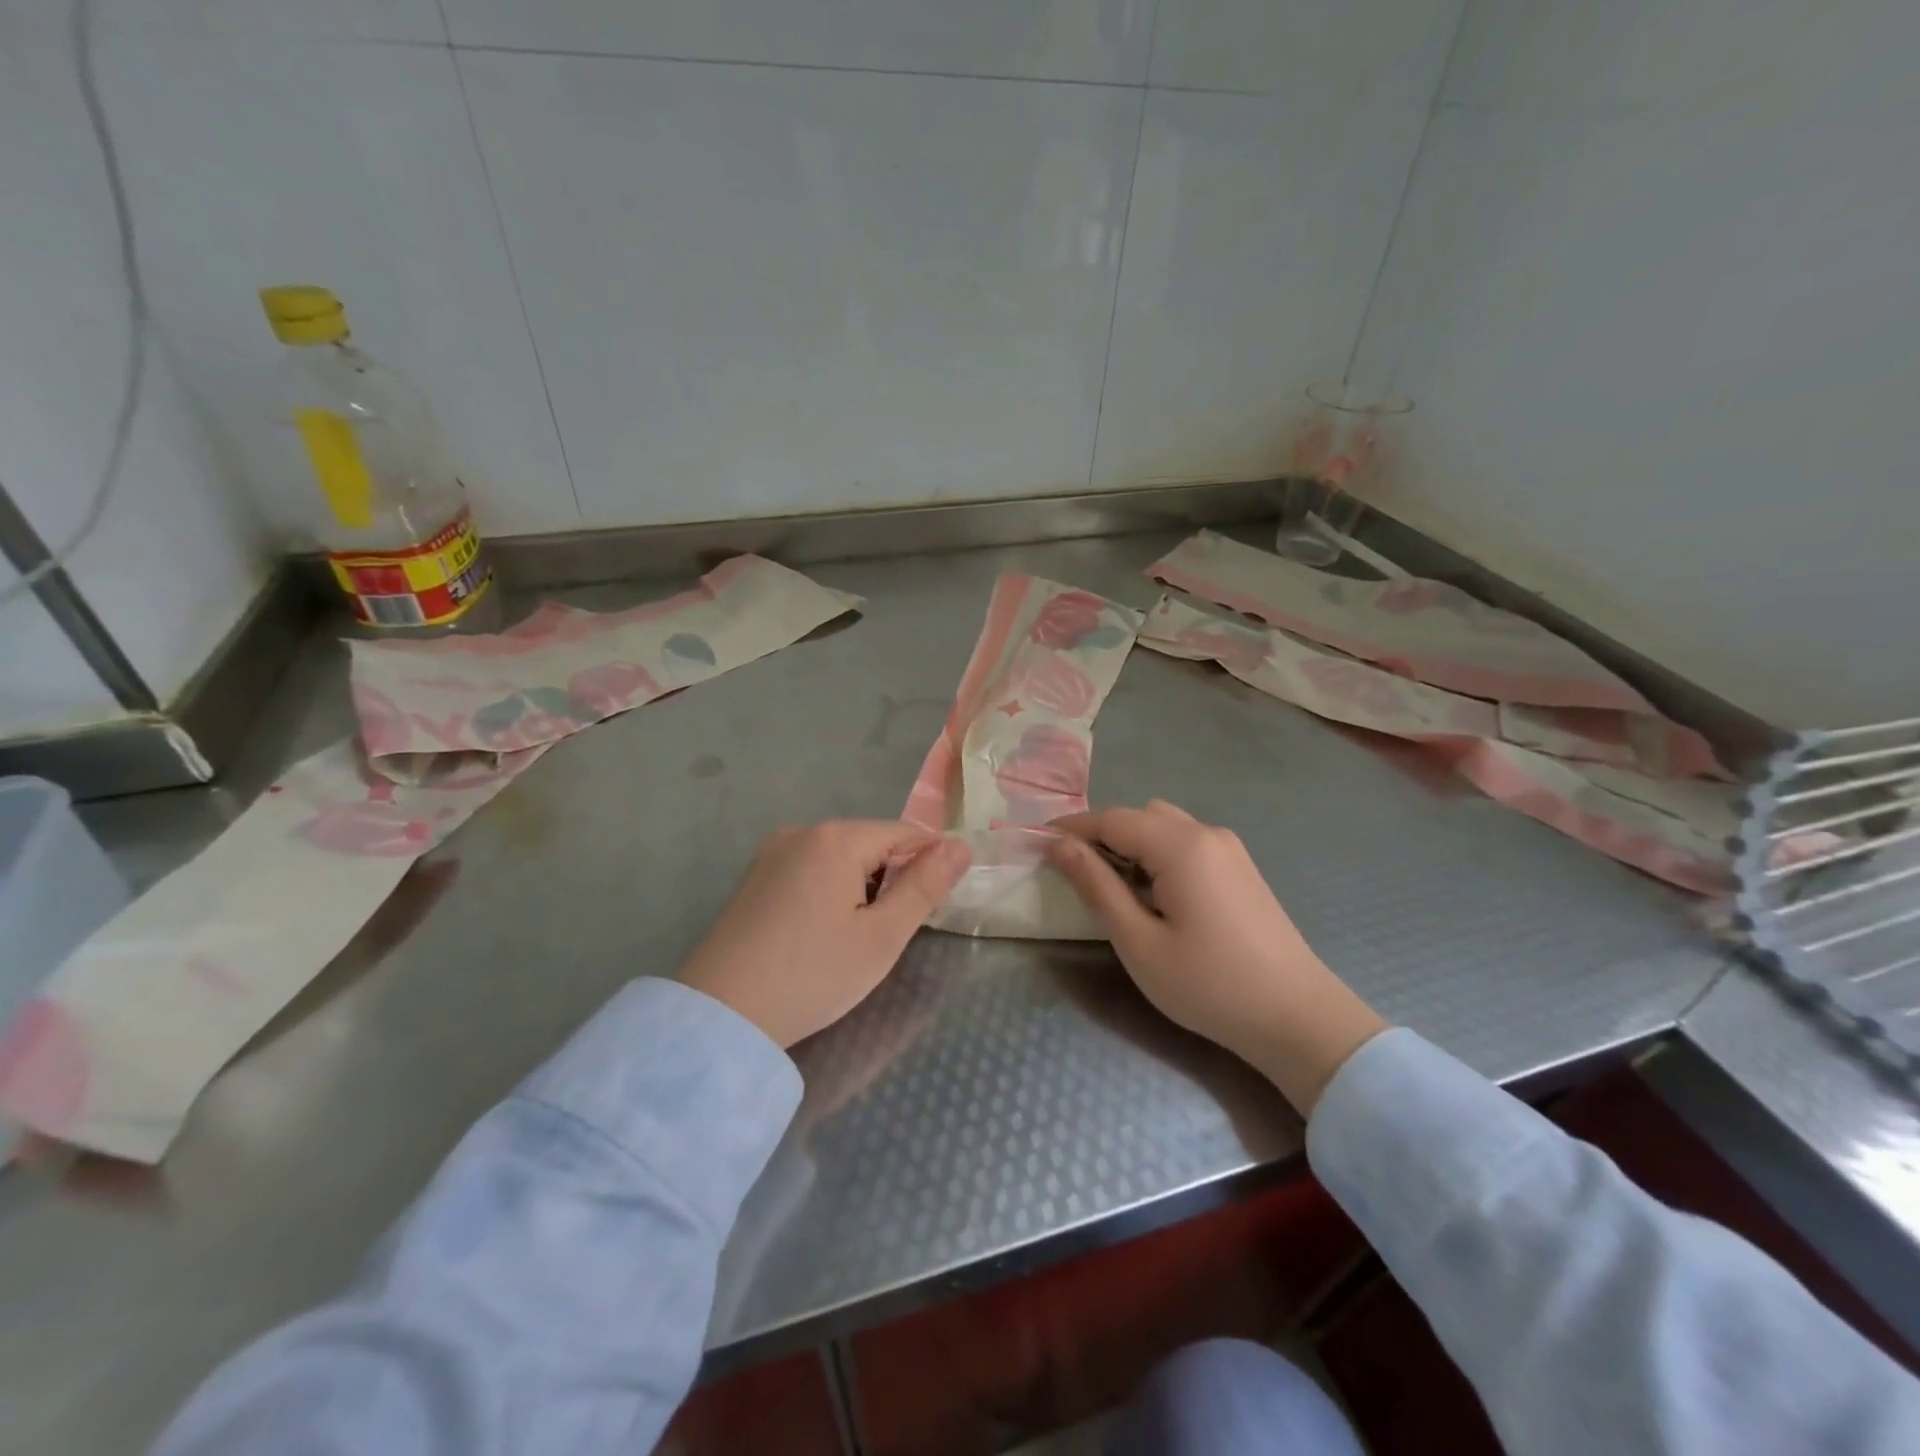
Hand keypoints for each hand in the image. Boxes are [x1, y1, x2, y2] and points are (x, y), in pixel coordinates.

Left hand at [678, 822, 970, 1049]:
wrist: (721, 1015)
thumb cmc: (813, 976)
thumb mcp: (882, 937)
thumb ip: (925, 887)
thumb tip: (961, 846)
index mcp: (837, 838)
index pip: (904, 833)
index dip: (929, 864)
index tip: (938, 903)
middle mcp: (803, 832)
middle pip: (870, 842)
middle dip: (893, 876)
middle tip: (892, 931)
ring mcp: (773, 852)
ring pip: (840, 857)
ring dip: (862, 885)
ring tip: (858, 936)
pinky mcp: (754, 877)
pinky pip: (810, 869)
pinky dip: (830, 890)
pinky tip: (823, 931)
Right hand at [1047, 800, 1386, 1113]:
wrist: (1298, 1019)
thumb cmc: (1209, 985)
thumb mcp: (1138, 941)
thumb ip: (1096, 886)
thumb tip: (1058, 846)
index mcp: (1181, 845)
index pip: (1112, 819)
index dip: (1071, 828)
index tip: (1037, 844)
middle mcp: (1207, 833)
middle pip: (1140, 816)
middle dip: (1101, 835)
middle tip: (1074, 873)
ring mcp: (1230, 849)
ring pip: (1165, 826)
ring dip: (1131, 844)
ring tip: (1112, 887)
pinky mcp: (1242, 869)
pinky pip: (1187, 843)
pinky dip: (1158, 855)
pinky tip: (1154, 895)